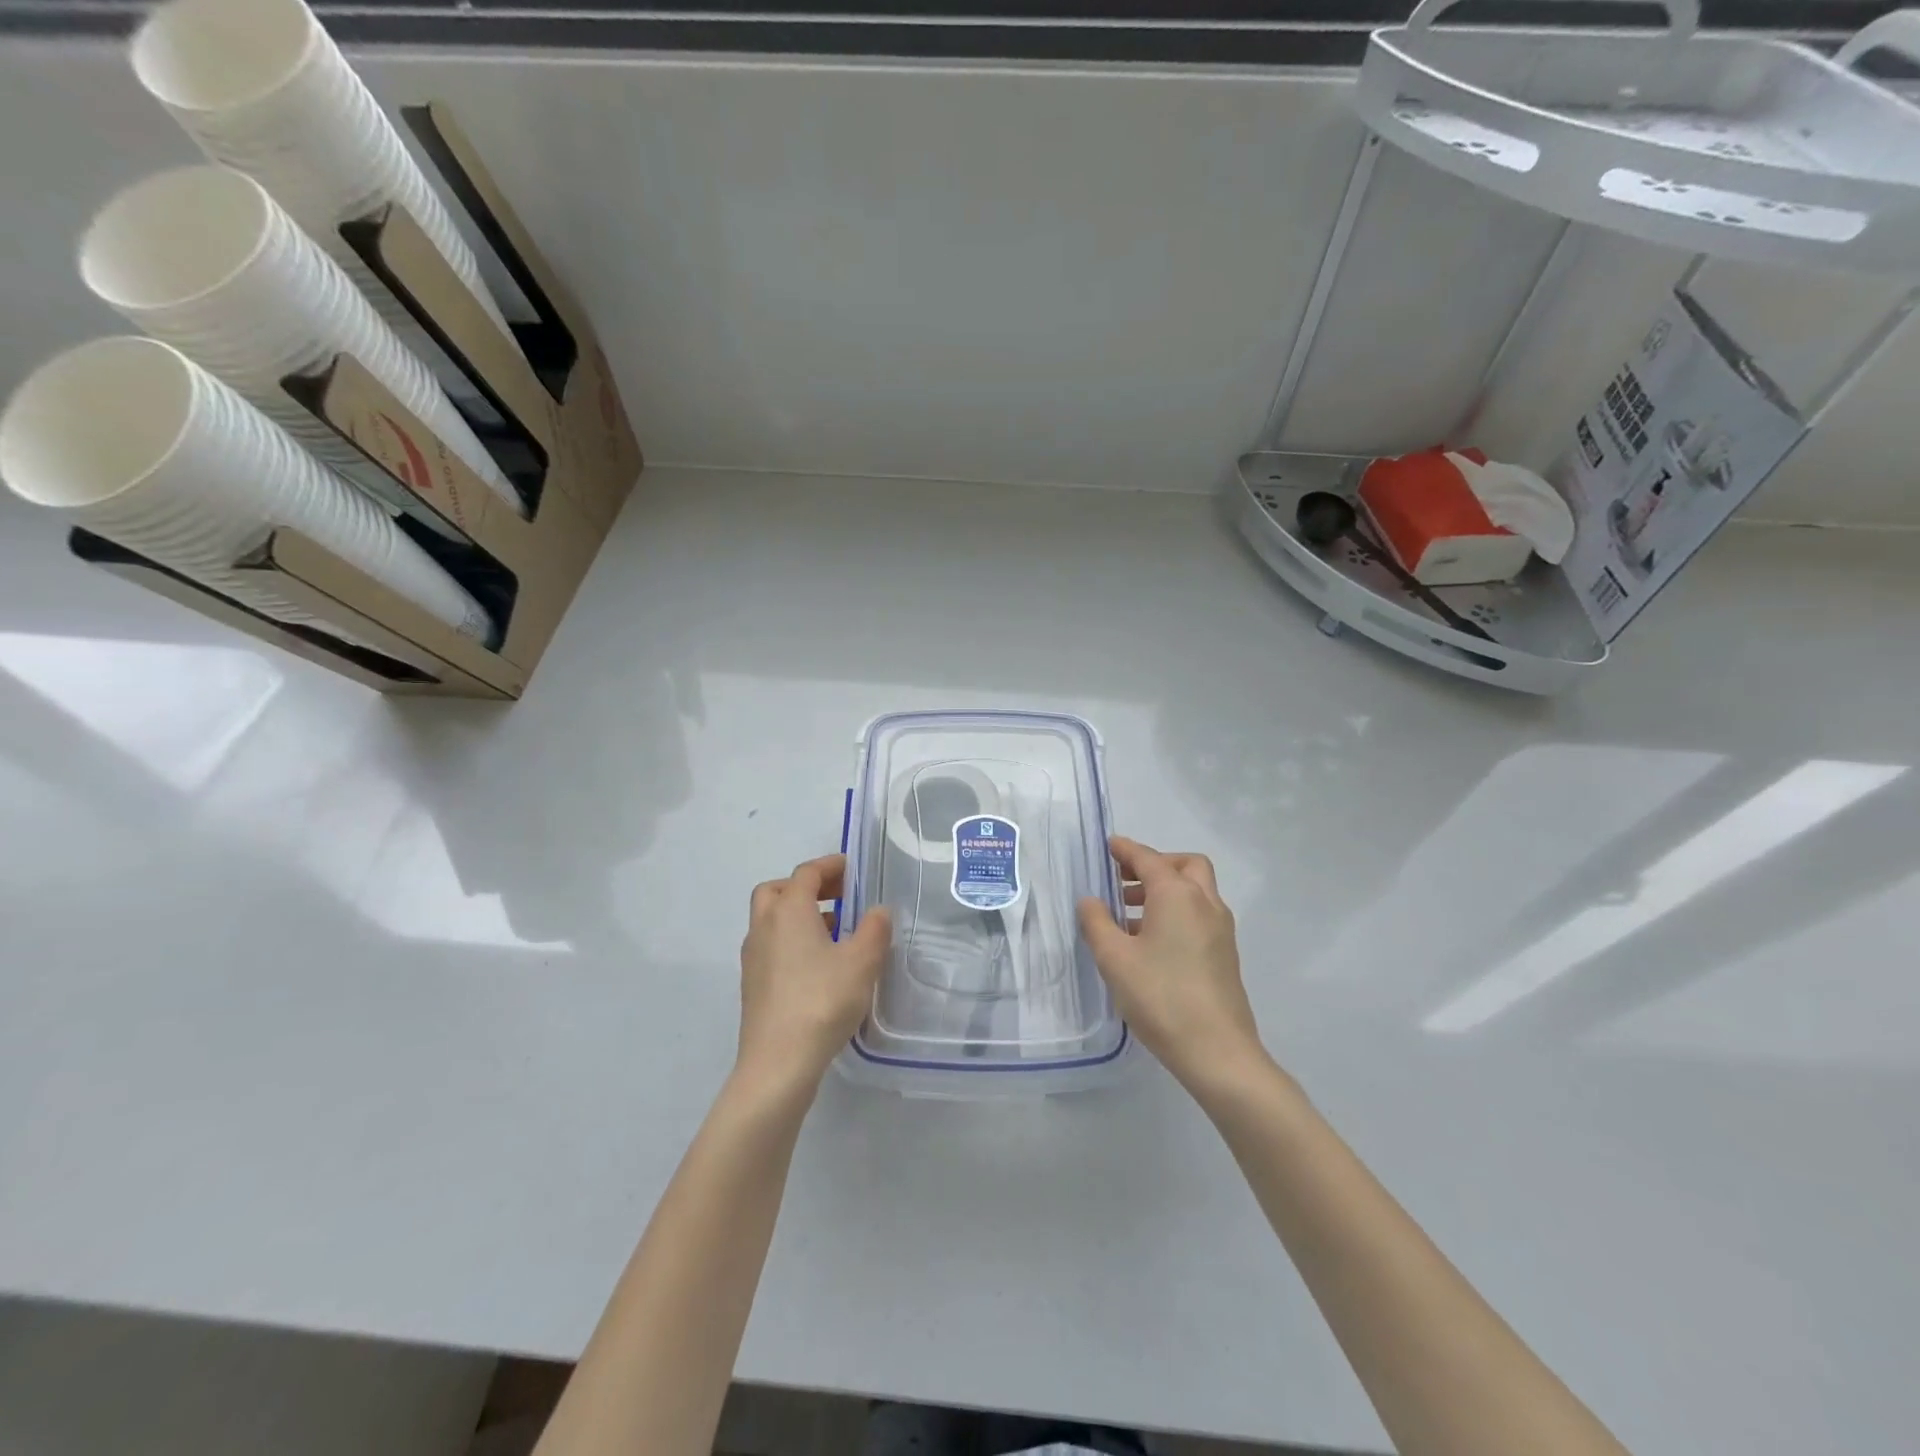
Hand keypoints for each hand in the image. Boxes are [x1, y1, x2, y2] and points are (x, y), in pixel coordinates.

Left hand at [736, 854, 891, 1099]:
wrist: (778, 1063)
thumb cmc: (822, 1001)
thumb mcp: (862, 962)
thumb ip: (874, 929)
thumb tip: (878, 911)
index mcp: (789, 911)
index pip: (806, 873)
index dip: (830, 866)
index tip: (853, 869)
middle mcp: (764, 926)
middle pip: (778, 891)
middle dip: (806, 887)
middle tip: (837, 896)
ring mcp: (753, 957)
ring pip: (772, 920)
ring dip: (799, 915)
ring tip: (836, 931)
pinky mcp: (753, 985)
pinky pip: (771, 946)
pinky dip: (792, 940)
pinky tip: (819, 965)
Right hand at [1077, 836, 1268, 1097]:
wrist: (1217, 1051)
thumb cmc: (1160, 997)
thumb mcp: (1114, 958)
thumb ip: (1097, 923)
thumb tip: (1090, 901)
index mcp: (1177, 895)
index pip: (1148, 859)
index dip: (1126, 850)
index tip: (1109, 845)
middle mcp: (1205, 903)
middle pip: (1184, 866)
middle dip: (1155, 865)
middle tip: (1124, 880)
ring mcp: (1221, 929)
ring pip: (1195, 891)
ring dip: (1164, 891)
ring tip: (1128, 914)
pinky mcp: (1225, 953)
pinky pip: (1199, 915)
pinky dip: (1176, 912)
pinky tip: (1150, 942)